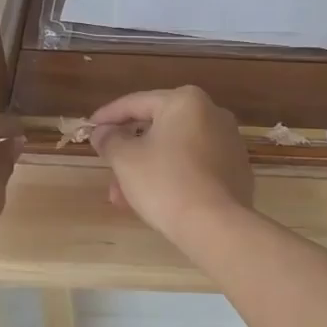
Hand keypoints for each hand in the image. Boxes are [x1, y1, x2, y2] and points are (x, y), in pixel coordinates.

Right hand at [88, 87, 253, 245]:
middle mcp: (213, 114)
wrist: (215, 225)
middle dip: (128, 152)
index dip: (108, 116)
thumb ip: (110, 139)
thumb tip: (103, 132)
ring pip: (175, 151)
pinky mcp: (236, 171)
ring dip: (146, 170)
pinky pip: (194, 167)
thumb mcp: (126, 159)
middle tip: (107, 169)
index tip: (90, 128)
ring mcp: (229, 143)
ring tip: (123, 197)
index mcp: (186, 101)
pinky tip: (154, 201)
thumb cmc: (165, 182)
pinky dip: (172, 178)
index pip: (136, 102)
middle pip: (158, 128)